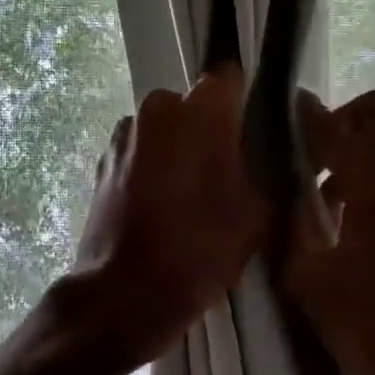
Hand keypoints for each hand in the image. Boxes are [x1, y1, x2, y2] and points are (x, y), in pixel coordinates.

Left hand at [68, 64, 267, 365]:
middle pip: (194, 108)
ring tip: (192, 199)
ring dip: (179, 152)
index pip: (230, 80)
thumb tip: (272, 150)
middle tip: (229, 176)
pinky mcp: (102, 164)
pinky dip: (153, 171)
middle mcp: (155, 109)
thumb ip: (270, 169)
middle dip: (211, 133)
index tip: (256, 134)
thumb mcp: (256, 214)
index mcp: (198, 111)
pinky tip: (162, 209)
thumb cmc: (197, 250)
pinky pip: (141, 154)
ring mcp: (122, 136)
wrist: (123, 294)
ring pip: (165, 132)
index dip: (246, 104)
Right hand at [283, 89, 374, 374]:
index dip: (304, 119)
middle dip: (339, 125)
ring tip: (329, 194)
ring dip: (362, 148)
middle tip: (310, 160)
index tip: (279, 120)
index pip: (336, 126)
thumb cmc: (368, 324)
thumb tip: (284, 179)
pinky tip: (358, 214)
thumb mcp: (309, 273)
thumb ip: (294, 216)